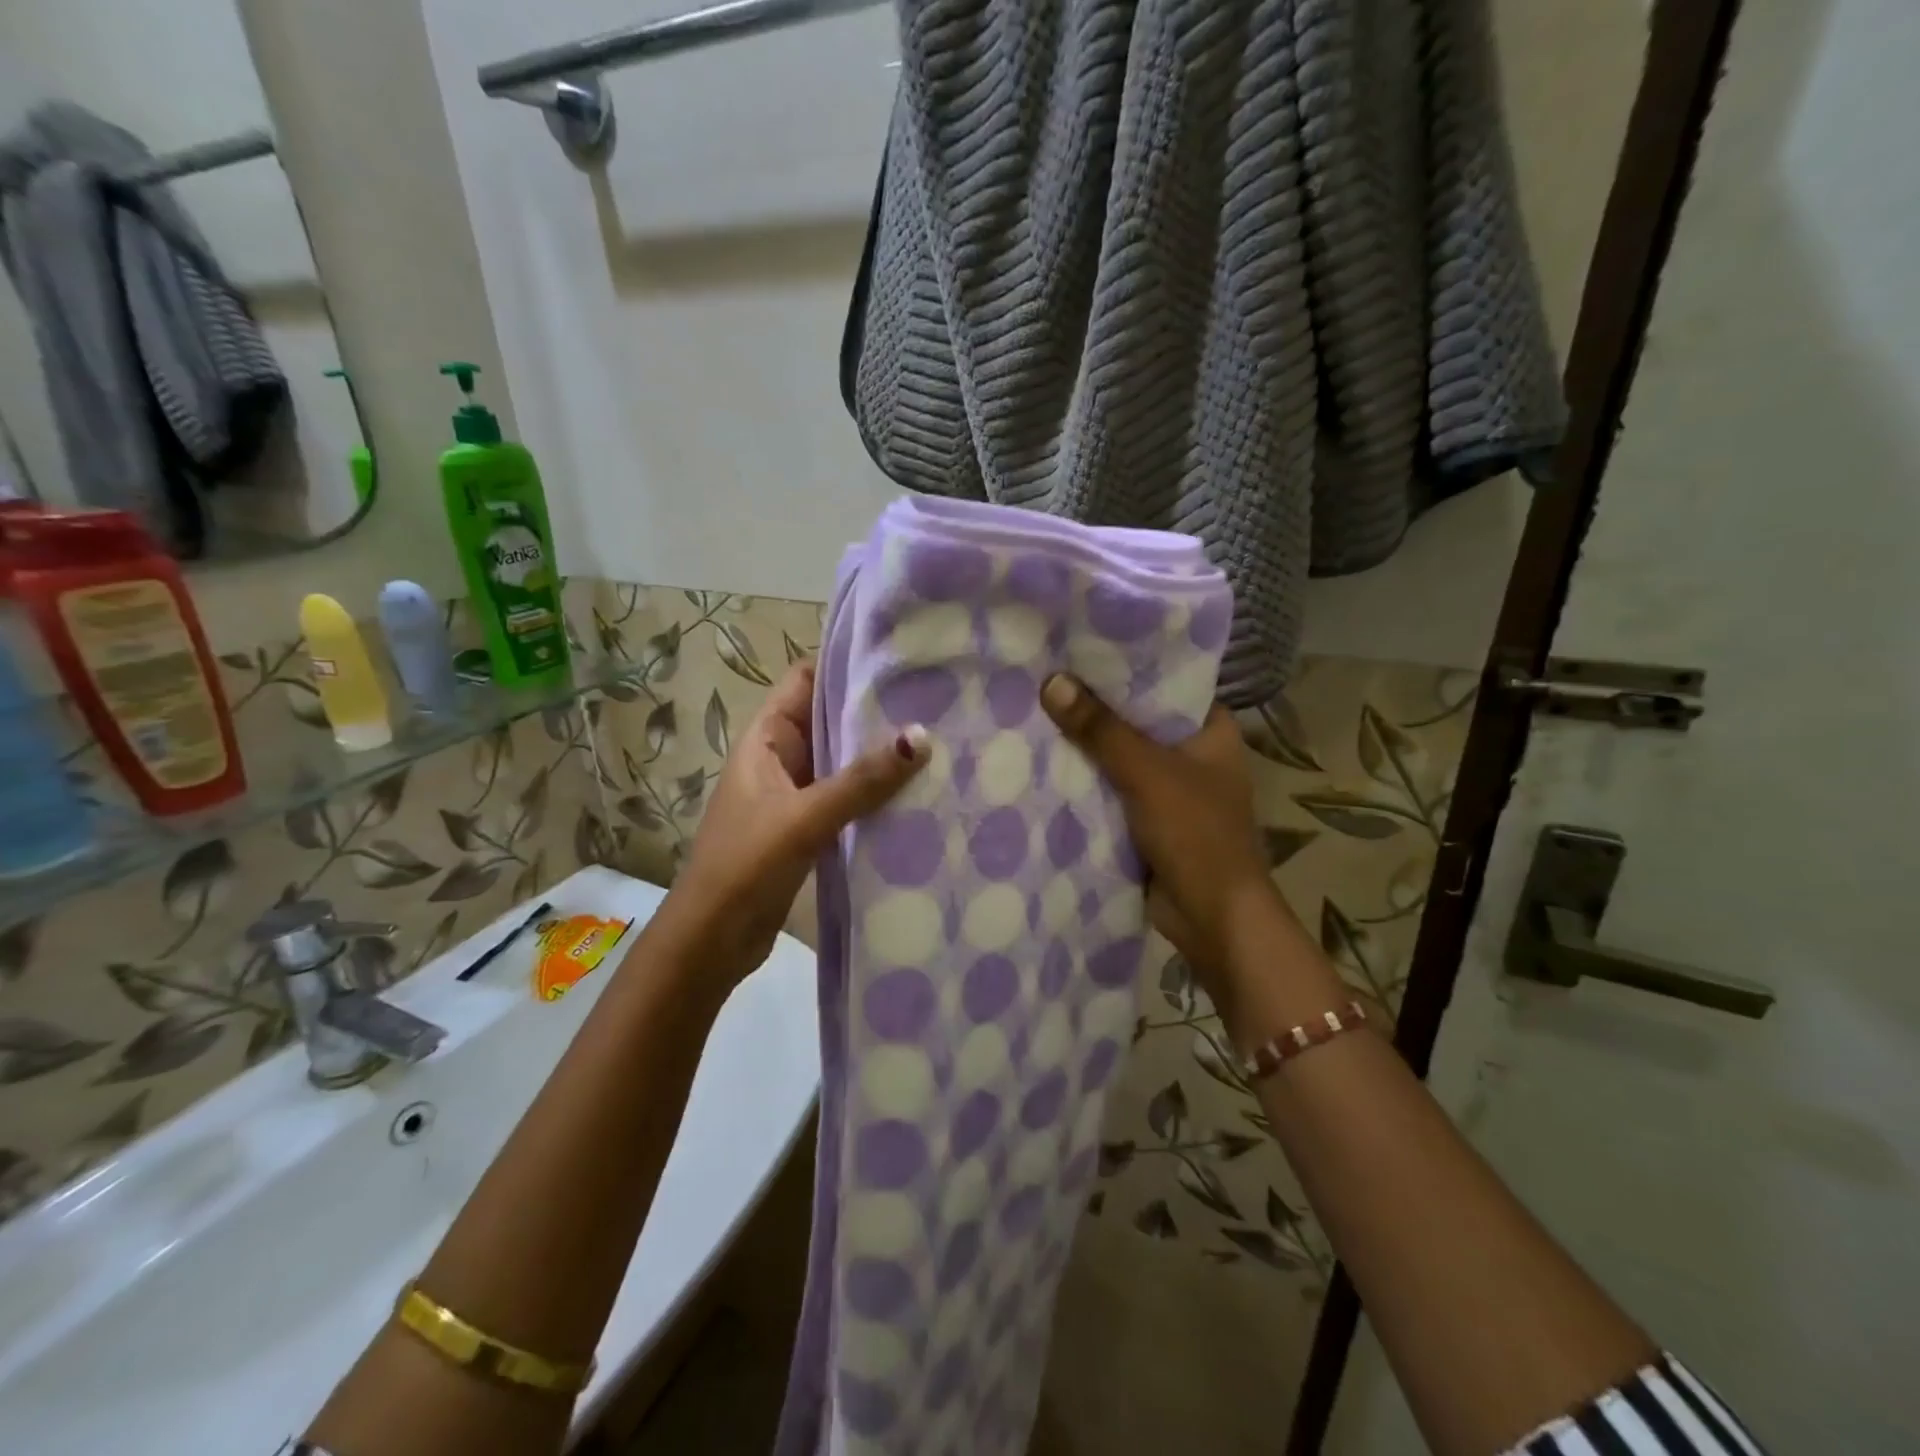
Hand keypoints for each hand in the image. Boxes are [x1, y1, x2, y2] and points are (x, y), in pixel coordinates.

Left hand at [657, 661, 928, 984]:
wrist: (711, 941)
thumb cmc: (745, 865)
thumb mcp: (804, 817)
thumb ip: (861, 780)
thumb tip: (921, 736)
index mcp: (766, 739)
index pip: (806, 681)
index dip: (844, 664)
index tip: (897, 657)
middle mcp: (781, 759)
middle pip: (829, 719)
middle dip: (874, 710)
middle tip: (934, 699)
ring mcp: (795, 795)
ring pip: (842, 762)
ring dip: (878, 755)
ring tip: (937, 739)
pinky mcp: (809, 829)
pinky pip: (848, 799)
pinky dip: (875, 794)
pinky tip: (916, 793)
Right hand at [1039, 673, 1294, 1003]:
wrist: (1211, 919)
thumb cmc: (1195, 833)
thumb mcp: (1146, 773)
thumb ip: (1100, 729)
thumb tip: (1052, 682)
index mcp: (1210, 730)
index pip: (1166, 682)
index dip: (1126, 664)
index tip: (1079, 646)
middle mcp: (1192, 753)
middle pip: (1137, 719)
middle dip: (1096, 706)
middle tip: (1045, 676)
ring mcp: (1169, 788)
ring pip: (1121, 756)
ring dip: (1087, 745)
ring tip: (1035, 709)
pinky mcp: (1147, 819)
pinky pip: (1111, 789)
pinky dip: (1086, 780)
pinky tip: (1045, 761)